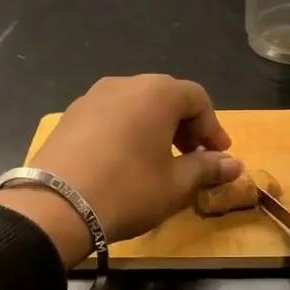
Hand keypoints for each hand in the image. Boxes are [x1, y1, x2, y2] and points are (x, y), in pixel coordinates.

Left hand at [0, 75, 243, 264]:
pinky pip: (110, 116)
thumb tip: (235, 165)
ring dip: (155, 128)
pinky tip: (124, 162)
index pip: (197, 98)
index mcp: (156, 93)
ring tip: (158, 161)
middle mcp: (124, 84)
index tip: (219, 156)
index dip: (212, 127)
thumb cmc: (128, 190)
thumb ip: (207, 169)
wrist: (55, 205)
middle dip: (185, 126)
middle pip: (165, 97)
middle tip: (192, 157)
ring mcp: (92, 97)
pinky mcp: (69, 116)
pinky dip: (127, 131)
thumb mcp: (176, 185)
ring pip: (135, 105)